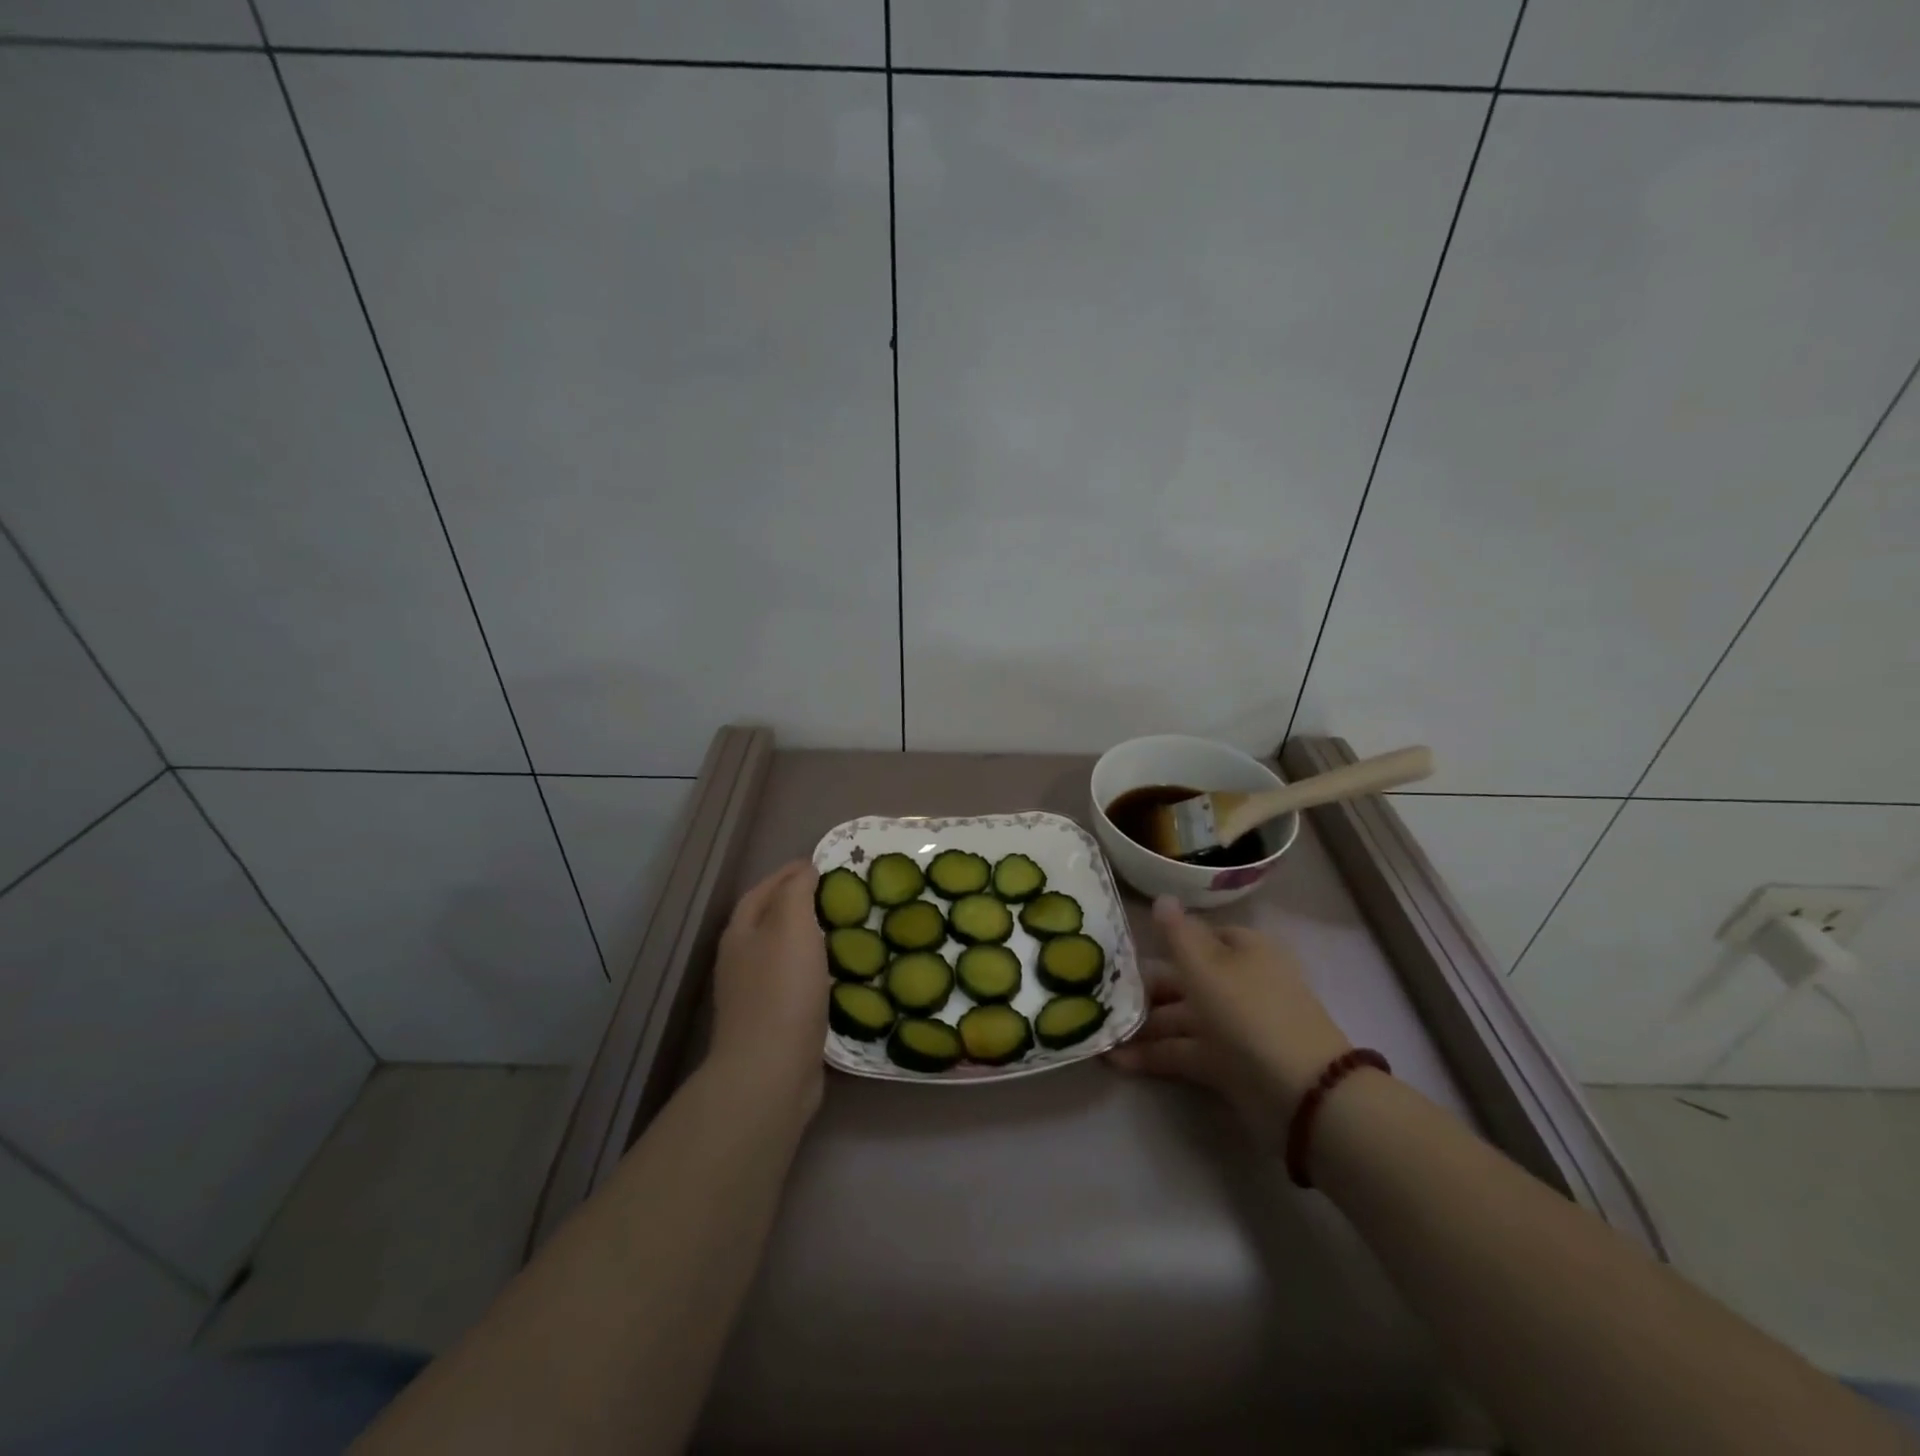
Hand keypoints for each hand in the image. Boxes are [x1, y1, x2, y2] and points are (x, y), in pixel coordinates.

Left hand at [708, 861, 830, 1114]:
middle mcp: (741, 961)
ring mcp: (755, 995)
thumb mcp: (791, 926)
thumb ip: (796, 892)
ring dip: (809, 939)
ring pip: (783, 954)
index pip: (763, 890)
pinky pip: (796, 984)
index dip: (789, 874)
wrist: (771, 1072)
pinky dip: (816, 971)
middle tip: (837, 896)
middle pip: (769, 921)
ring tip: (844, 931)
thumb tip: (804, 870)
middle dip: (798, 904)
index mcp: (741, 933)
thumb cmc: (783, 990)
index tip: (821, 864)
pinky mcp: (774, 1023)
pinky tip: (839, 975)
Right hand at [1108, 896, 1351, 1140]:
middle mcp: (1240, 982)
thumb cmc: (1247, 1011)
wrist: (1299, 1092)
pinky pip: (1184, 1051)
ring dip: (1144, 1026)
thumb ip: (1177, 933)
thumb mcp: (1205, 965)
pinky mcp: (1228, 1063)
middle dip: (1146, 989)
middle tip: (1101, 995)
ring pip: (1182, 1017)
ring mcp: (1235, 1025)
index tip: (1124, 952)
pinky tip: (1117, 1060)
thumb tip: (1162, 897)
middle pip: (1186, 979)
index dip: (1165, 942)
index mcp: (1243, 950)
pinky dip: (1154, 1055)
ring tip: (1101, 1032)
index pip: (1199, 936)